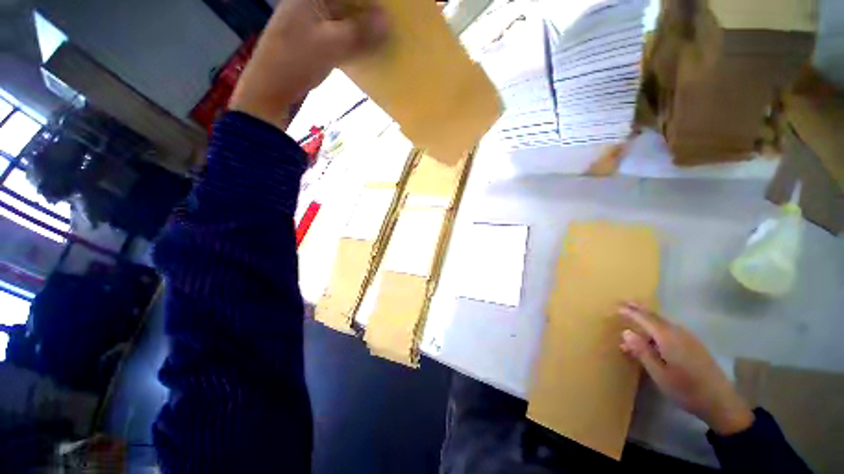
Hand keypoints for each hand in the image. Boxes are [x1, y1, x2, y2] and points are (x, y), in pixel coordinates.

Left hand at [229, 0, 387, 129]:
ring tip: (383, 37)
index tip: (388, 11)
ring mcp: (310, 21)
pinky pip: (339, 34)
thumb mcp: (332, 45)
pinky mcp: (313, 40)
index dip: (370, 3)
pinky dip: (353, 41)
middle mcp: (310, 2)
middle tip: (389, 24)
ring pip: (344, 19)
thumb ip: (360, 32)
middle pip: (346, 3)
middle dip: (369, 13)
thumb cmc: (297, 61)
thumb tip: (388, 22)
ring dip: (363, 28)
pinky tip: (366, 49)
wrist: (271, 88)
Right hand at [618, 302, 754, 435]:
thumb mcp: (659, 374)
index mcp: (668, 338)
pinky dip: (657, 326)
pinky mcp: (694, 345)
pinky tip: (654, 333)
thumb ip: (642, 351)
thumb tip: (625, 332)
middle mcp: (678, 333)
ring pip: (663, 322)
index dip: (629, 312)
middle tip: (623, 303)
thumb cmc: (686, 390)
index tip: (615, 306)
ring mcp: (688, 338)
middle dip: (638, 309)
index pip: (644, 318)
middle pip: (655, 316)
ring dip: (648, 317)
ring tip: (635, 315)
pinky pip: (671, 329)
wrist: (721, 402)